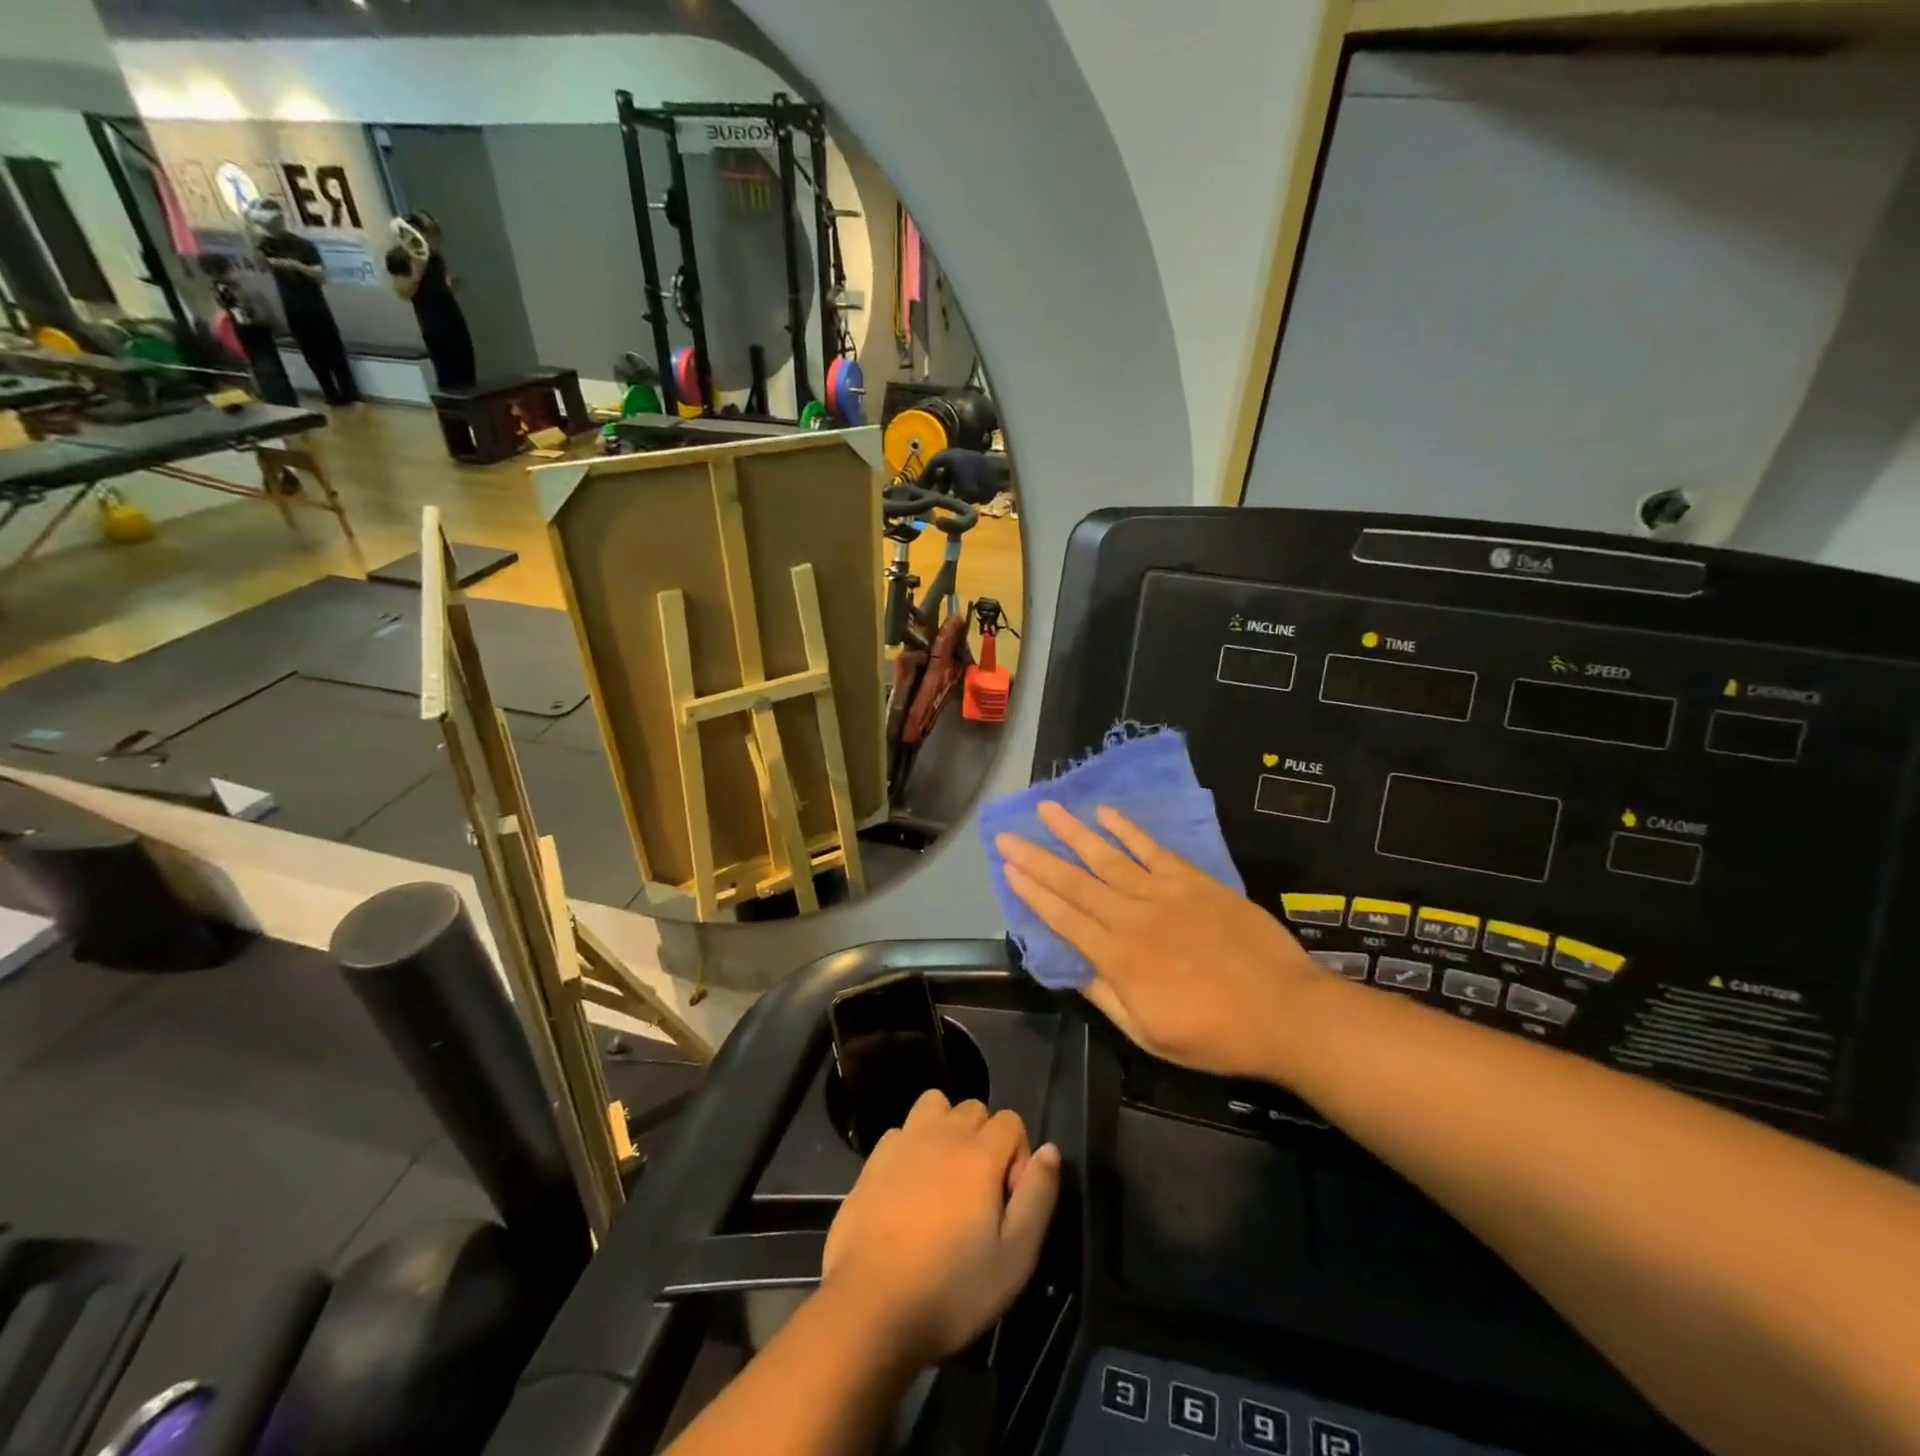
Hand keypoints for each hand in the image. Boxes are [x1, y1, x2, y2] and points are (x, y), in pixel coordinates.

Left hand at [822, 1090, 1059, 1368]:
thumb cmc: (950, 1289)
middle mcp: (943, 1134)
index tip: (1008, 1202)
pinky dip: (912, 1147)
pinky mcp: (873, 1160)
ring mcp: (904, 1142)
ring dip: (947, 1129)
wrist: (869, 1306)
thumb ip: (1038, 1197)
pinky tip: (908, 1188)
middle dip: (985, 1140)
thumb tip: (1050, 1150)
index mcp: (980, 1154)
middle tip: (979, 1193)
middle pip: (974, 1108)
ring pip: (935, 1105)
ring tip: (945, 1177)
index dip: (1018, 1157)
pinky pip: (902, 1131)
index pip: (1011, 1121)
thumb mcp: (1015, 1258)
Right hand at [997, 803, 1326, 1079]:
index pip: (1063, 919)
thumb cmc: (1215, 1034)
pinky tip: (1105, 813)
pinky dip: (1128, 830)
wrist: (1283, 1011)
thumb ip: (1107, 997)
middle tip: (1007, 836)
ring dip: (1073, 832)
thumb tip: (1073, 967)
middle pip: (1075, 883)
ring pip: (1107, 857)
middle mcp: (1131, 917)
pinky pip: (1153, 849)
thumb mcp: (1150, 1034)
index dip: (1033, 894)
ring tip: (1047, 808)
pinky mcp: (1193, 881)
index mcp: (1117, 958)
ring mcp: (1163, 894)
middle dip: (1037, 858)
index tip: (1008, 870)